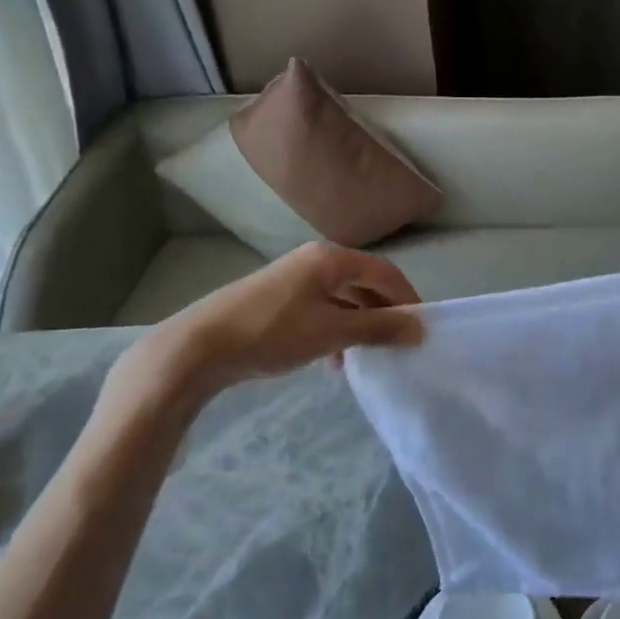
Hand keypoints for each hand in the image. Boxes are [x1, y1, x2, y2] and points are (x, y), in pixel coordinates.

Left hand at [109, 243, 421, 422]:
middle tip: (397, 344)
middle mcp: (314, 260)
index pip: (385, 272)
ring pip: (341, 298)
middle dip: (383, 314)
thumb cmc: (273, 333)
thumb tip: (419, 328)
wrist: (198, 347)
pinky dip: (335, 329)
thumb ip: (379, 327)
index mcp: (331, 258)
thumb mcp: (333, 331)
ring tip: (363, 357)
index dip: (408, 298)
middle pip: (364, 282)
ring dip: (358, 325)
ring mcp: (293, 278)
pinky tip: (331, 360)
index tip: (421, 329)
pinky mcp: (276, 298)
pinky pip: (320, 308)